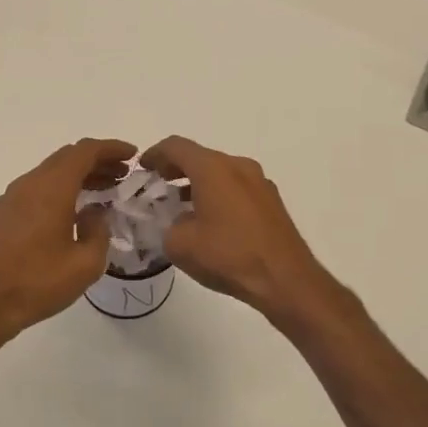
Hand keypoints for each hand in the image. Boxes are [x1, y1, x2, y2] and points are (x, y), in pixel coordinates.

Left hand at [0, 138, 134, 348]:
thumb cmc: (37, 283)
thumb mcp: (85, 264)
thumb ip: (98, 231)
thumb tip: (94, 214)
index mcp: (51, 187)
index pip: (85, 151)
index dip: (111, 148)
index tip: (133, 155)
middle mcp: (30, 183)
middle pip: (67, 157)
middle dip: (98, 161)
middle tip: (123, 175)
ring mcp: (12, 198)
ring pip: (51, 173)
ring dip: (79, 176)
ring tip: (105, 191)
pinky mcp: (3, 214)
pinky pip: (38, 189)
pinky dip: (62, 189)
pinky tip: (75, 211)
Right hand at [140, 136, 341, 321]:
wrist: (285, 279)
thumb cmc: (229, 255)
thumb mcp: (180, 245)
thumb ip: (167, 226)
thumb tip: (175, 223)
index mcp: (213, 168)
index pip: (176, 147)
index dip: (155, 154)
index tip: (142, 168)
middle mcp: (238, 166)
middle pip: (200, 157)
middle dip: (175, 169)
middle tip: (157, 186)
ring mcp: (259, 182)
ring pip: (220, 172)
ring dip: (197, 183)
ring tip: (180, 206)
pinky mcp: (271, 201)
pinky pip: (236, 187)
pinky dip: (217, 194)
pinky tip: (210, 220)